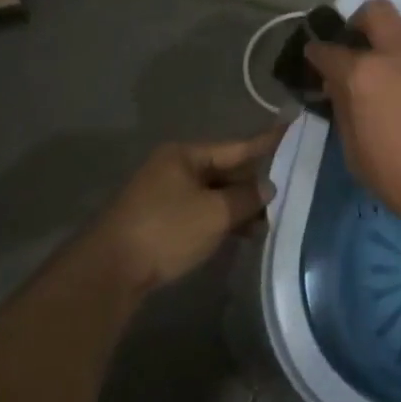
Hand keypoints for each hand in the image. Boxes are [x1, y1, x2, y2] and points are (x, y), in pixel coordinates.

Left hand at [94, 129, 281, 292]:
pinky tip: (241, 234)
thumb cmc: (166, 230)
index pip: (236, 146)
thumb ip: (246, 197)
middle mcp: (174, 168)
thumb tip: (267, 187)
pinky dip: (220, 220)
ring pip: (213, 194)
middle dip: (252, 183)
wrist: (109, 272)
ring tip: (268, 221)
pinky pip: (200, 212)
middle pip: (224, 170)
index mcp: (185, 155)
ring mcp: (164, 195)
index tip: (291, 129)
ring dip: (238, 206)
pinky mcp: (159, 221)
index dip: (266, 142)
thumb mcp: (215, 213)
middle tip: (287, 190)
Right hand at [304, 0, 400, 236]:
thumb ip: (345, 111)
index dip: (317, 52)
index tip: (317, 56)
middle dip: (363, 22)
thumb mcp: (356, 155)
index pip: (328, 50)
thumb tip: (339, 87)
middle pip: (376, 10)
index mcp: (363, 75)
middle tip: (365, 44)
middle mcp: (399, 53)